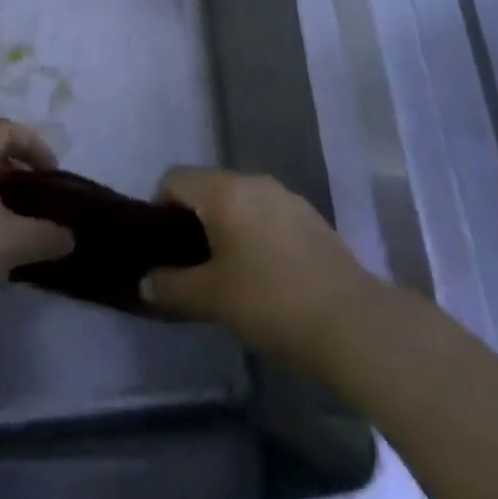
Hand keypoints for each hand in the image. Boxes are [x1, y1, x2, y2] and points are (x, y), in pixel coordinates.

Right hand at [142, 168, 379, 373]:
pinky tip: (264, 273)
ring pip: (239, 200)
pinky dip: (254, 232)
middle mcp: (253, 181)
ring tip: (227, 272)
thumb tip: (145, 282)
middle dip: (193, 219)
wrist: (351, 320)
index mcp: (224, 191)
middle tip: (191, 264)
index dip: (160, 209)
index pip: (174, 178)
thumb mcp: (212, 299)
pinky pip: (266, 213)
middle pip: (207, 186)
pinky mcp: (309, 216)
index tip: (164, 249)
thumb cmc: (271, 302)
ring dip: (225, 226)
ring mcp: (285, 196)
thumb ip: (172, 286)